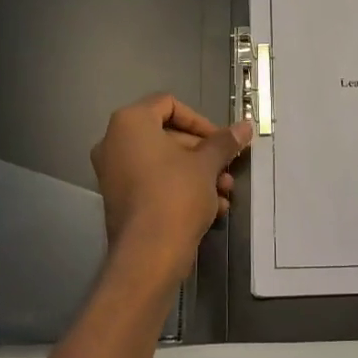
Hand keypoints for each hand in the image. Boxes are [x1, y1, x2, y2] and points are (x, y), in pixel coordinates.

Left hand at [91, 95, 250, 277]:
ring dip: (198, 173)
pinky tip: (212, 208)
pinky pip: (154, 182)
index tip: (221, 140)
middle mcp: (115, 142)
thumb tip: (244, 126)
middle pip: (167, 134)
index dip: (200, 120)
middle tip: (227, 168)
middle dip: (203, 152)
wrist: (149, 252)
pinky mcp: (120, 198)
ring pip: (164, 162)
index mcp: (130, 123)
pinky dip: (181, 188)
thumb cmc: (176, 195)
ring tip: (225, 192)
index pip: (168, 104)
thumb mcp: (207, 164)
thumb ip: (224, 142)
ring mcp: (113, 172)